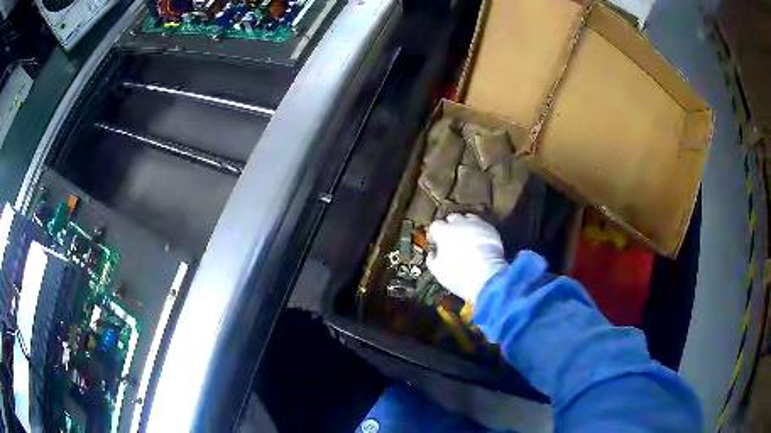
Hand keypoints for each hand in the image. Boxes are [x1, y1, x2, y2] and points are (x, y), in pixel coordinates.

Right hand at [426, 213, 507, 302]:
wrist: (487, 277)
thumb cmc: (458, 274)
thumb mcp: (437, 270)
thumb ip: (432, 258)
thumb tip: (433, 254)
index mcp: (444, 231)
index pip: (435, 225)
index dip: (435, 233)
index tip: (436, 241)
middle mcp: (460, 223)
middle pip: (453, 218)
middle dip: (451, 226)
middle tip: (451, 239)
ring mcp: (477, 224)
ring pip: (469, 219)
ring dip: (466, 226)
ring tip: (467, 238)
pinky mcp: (491, 229)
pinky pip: (482, 226)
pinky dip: (479, 231)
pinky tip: (479, 242)